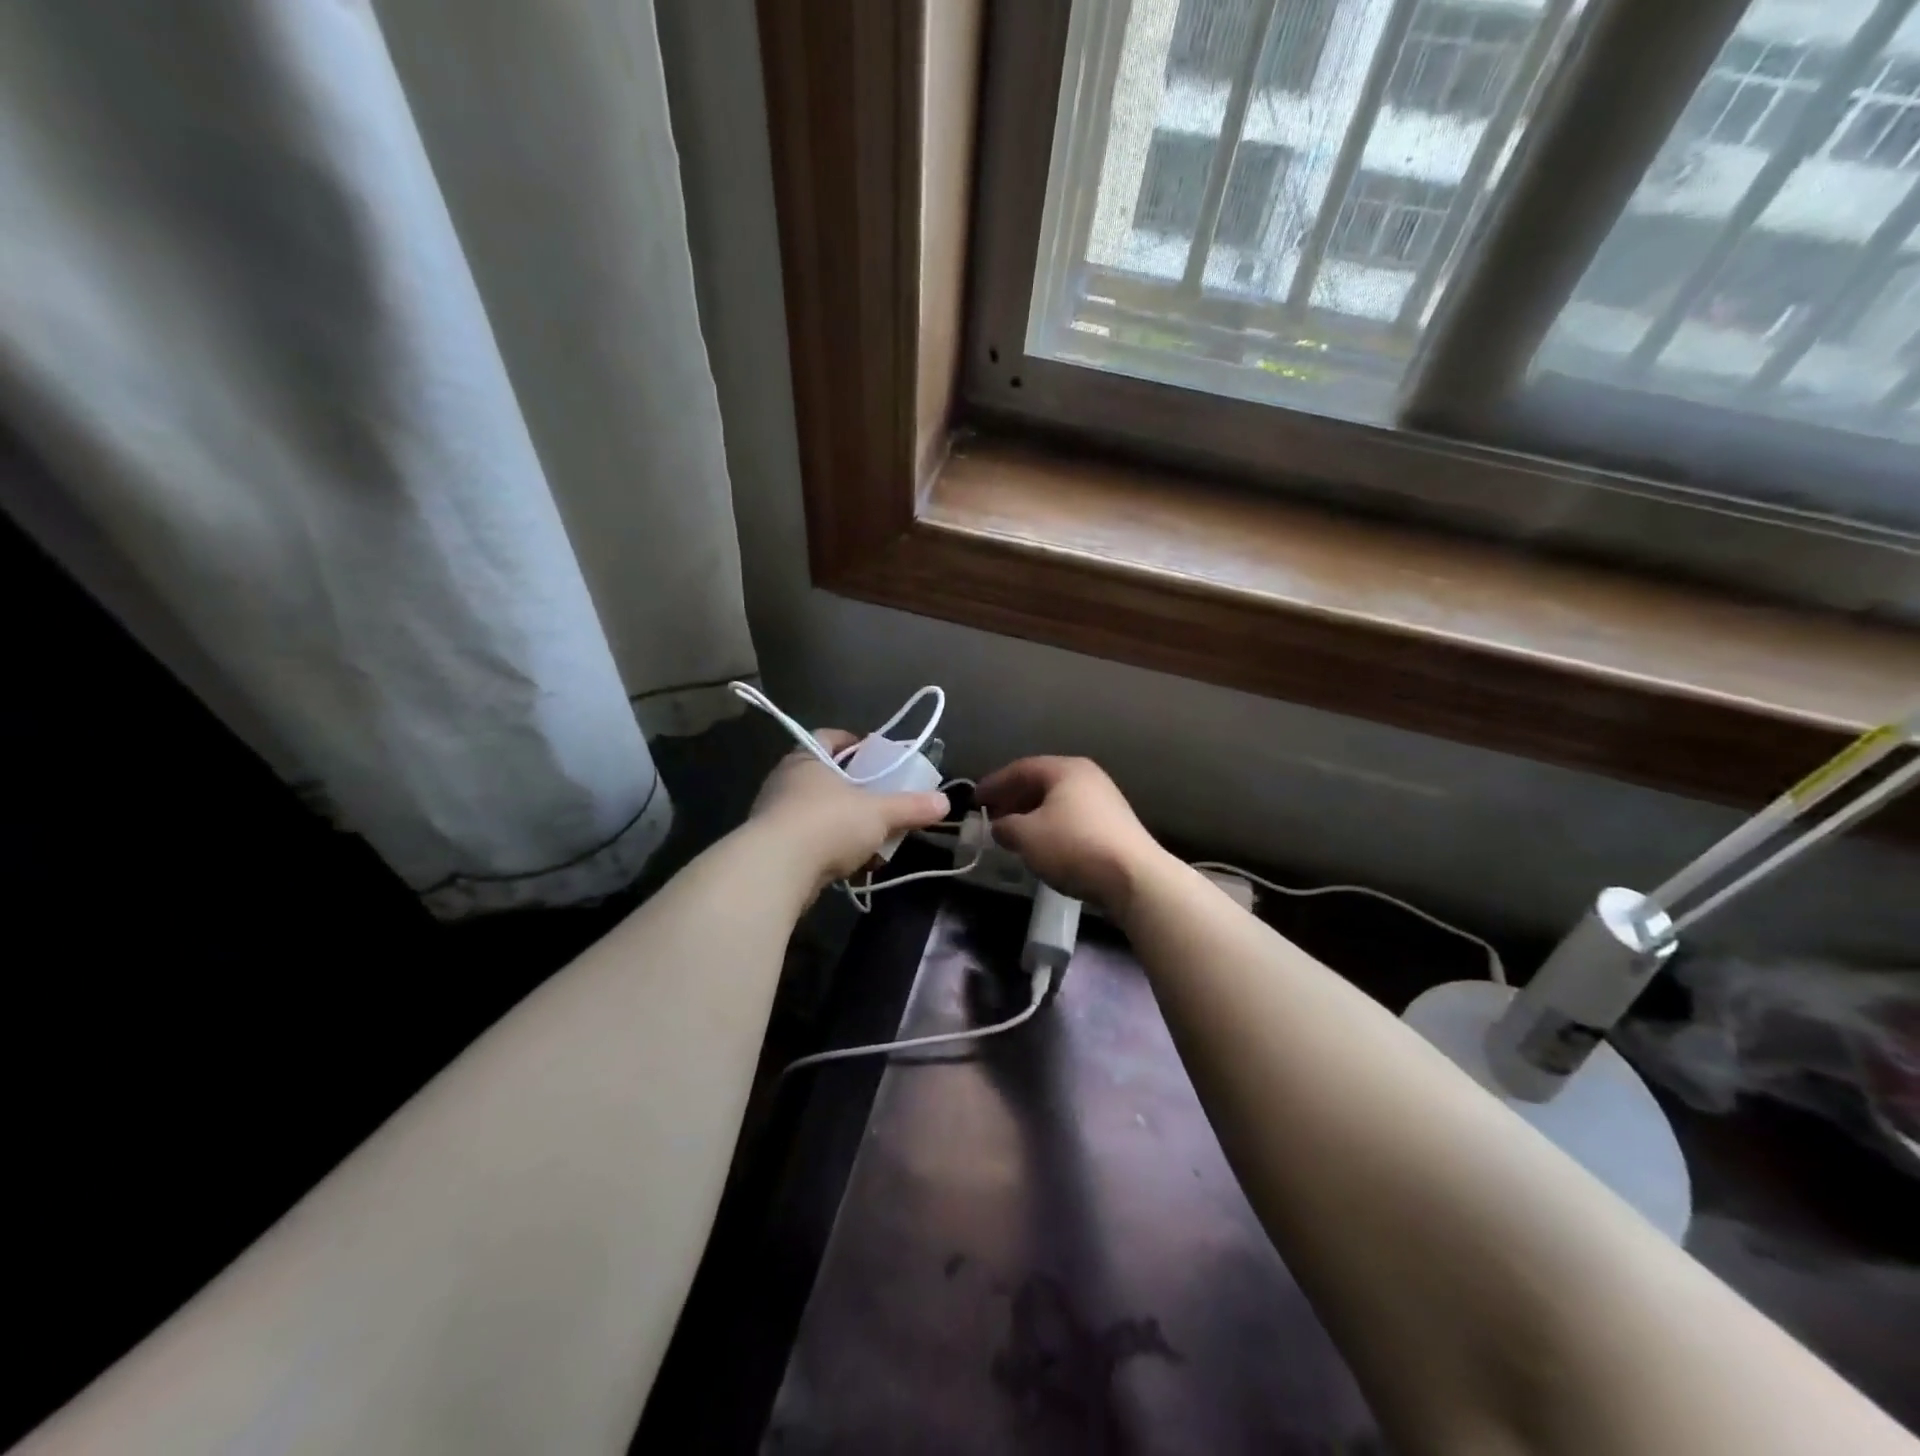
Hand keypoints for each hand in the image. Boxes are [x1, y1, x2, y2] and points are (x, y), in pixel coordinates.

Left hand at [749, 730, 950, 889]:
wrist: (775, 871)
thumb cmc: (828, 823)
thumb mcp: (879, 813)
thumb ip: (911, 807)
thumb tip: (945, 802)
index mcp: (807, 758)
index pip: (829, 737)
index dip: (853, 742)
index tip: (874, 754)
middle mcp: (786, 781)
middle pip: (826, 777)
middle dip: (855, 790)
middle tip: (881, 800)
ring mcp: (775, 815)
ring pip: (818, 812)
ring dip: (844, 824)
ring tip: (873, 839)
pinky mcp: (773, 849)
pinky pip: (809, 842)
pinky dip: (831, 850)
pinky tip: (853, 866)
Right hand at [976, 756, 1166, 916]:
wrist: (1134, 877)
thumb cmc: (1074, 846)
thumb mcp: (1027, 836)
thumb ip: (1005, 826)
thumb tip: (999, 826)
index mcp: (1065, 769)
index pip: (1020, 769)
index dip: (994, 783)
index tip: (975, 799)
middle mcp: (1087, 777)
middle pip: (1041, 782)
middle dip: (1013, 798)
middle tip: (991, 815)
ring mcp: (1104, 800)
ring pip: (1057, 801)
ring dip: (1031, 814)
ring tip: (1012, 832)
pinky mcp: (1114, 825)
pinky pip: (1071, 817)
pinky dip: (1050, 826)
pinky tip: (1041, 844)